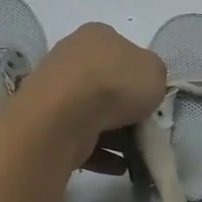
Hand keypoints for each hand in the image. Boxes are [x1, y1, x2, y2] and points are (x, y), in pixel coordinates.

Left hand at [20, 23, 166, 173]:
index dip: (140, 76)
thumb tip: (143, 88)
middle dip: (125, 108)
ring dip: (113, 134)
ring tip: (133, 154)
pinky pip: (79, 138)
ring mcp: (54, 89)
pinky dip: (99, 152)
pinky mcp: (46, 121)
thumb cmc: (115, 84)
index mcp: (96, 35)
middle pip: (105, 84)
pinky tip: (117, 166)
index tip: (150, 99)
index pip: (123, 52)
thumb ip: (154, 77)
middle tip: (143, 128)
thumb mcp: (156, 72)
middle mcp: (70, 56)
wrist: (65, 115)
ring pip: (91, 113)